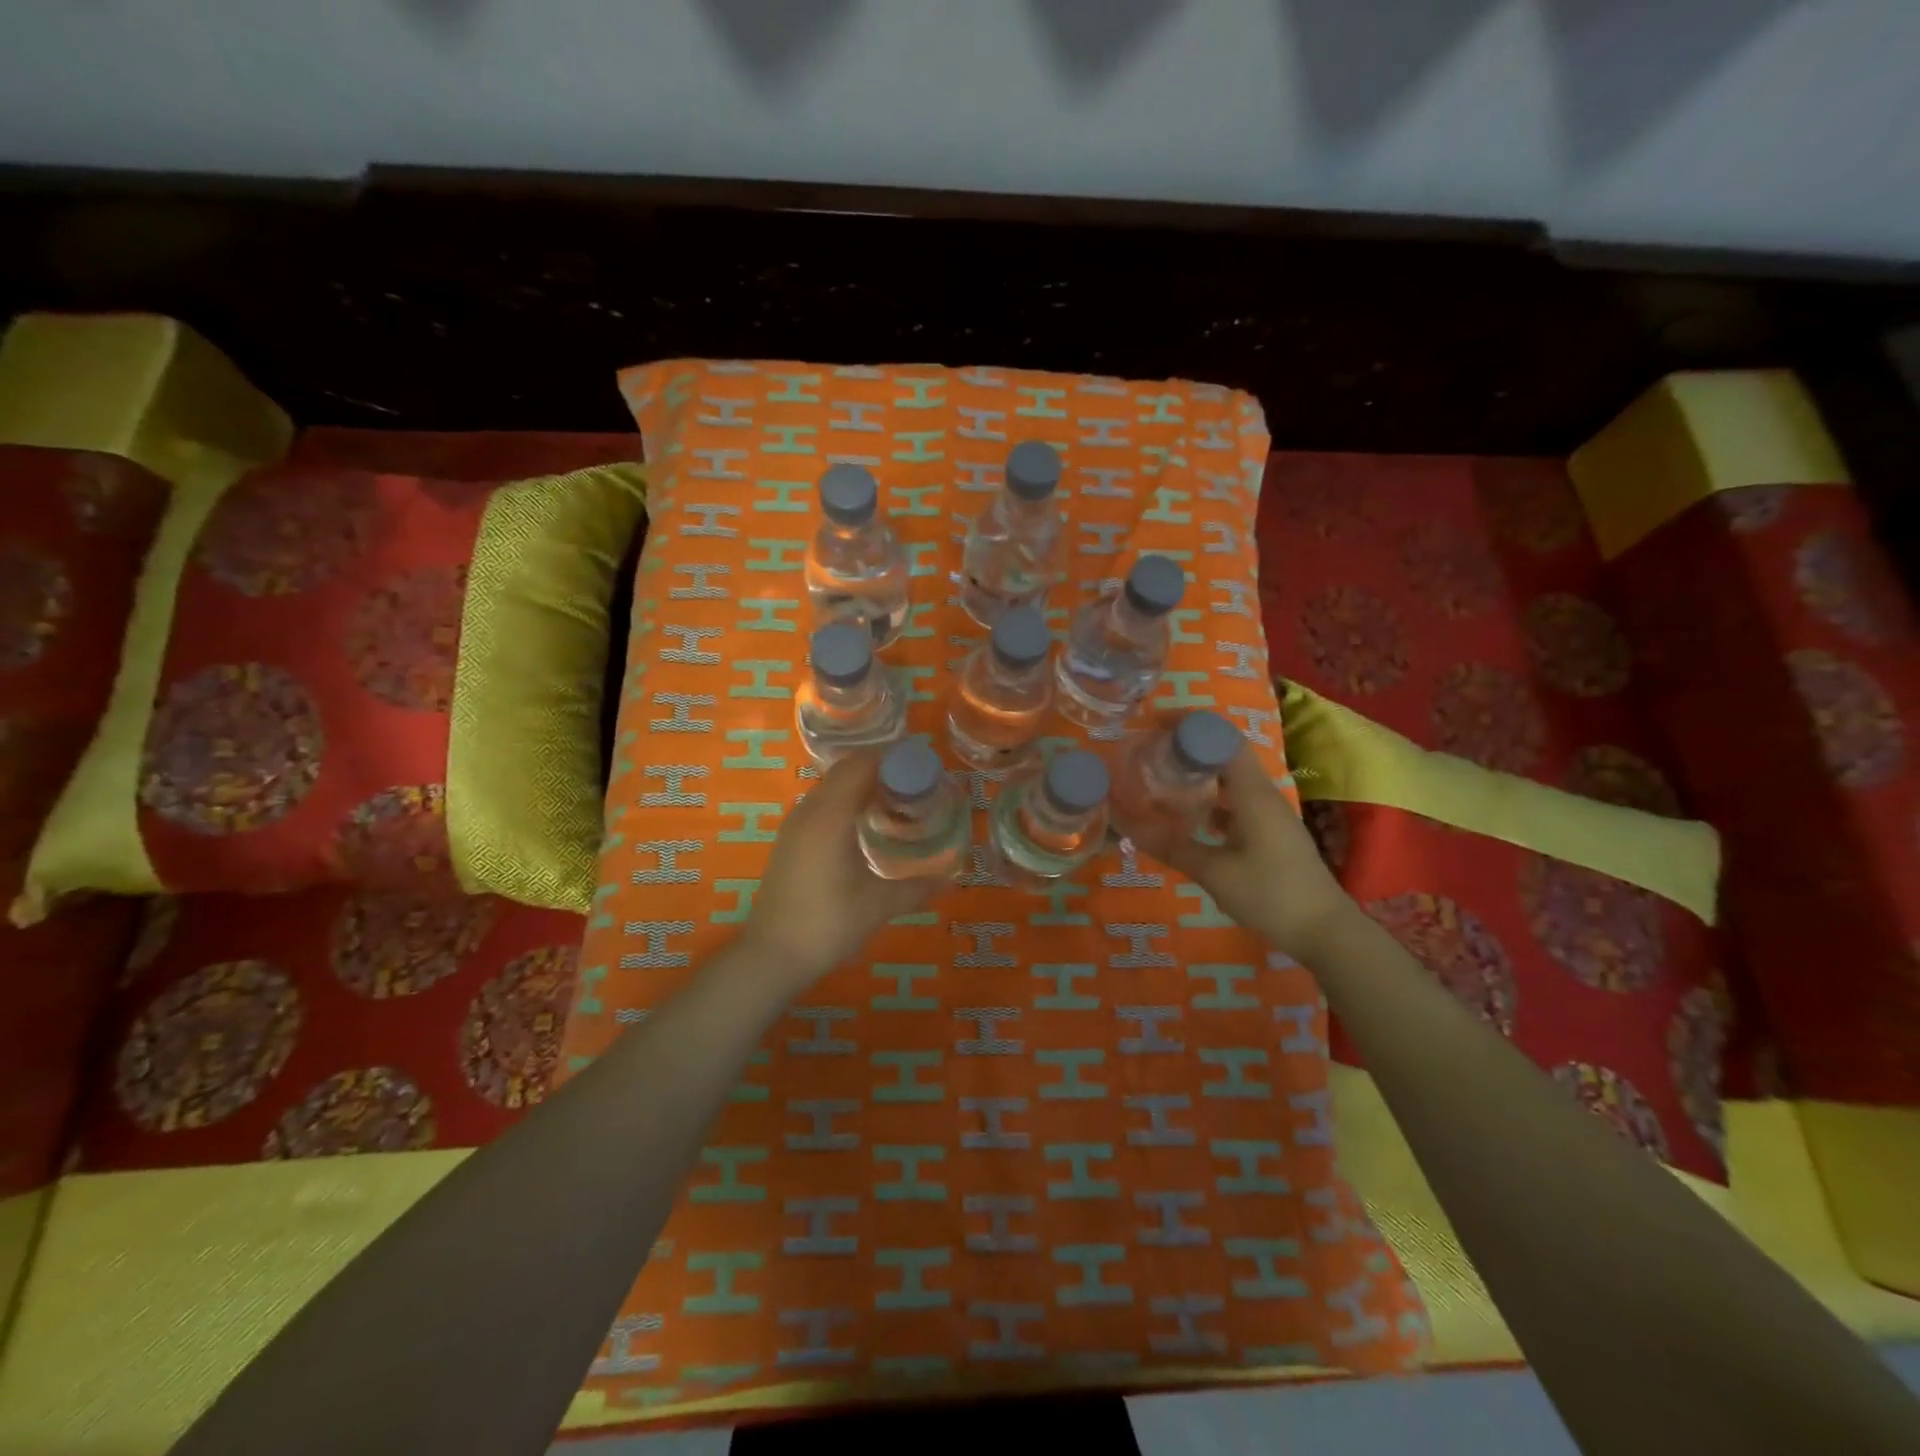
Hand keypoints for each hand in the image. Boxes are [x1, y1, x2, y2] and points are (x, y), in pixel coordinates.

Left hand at [740, 752, 939, 986]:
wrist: (771, 956)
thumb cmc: (827, 924)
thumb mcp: (879, 906)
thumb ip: (917, 889)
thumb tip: (951, 882)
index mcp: (830, 815)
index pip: (861, 765)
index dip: (893, 759)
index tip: (923, 766)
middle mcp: (809, 811)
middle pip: (846, 772)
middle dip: (881, 771)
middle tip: (916, 786)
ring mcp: (794, 826)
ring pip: (831, 788)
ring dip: (862, 787)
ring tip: (896, 804)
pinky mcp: (790, 842)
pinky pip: (821, 807)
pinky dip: (846, 804)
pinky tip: (866, 830)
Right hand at [1132, 747, 1355, 962]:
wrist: (1324, 931)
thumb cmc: (1271, 894)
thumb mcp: (1214, 872)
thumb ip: (1172, 847)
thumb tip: (1129, 828)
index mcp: (1253, 794)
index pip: (1224, 740)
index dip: (1192, 727)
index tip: (1157, 725)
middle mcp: (1263, 796)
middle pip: (1226, 756)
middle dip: (1190, 749)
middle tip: (1152, 752)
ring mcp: (1270, 815)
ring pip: (1231, 782)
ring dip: (1200, 776)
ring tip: (1163, 779)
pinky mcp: (1270, 834)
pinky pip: (1236, 804)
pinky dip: (1211, 802)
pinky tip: (1189, 818)